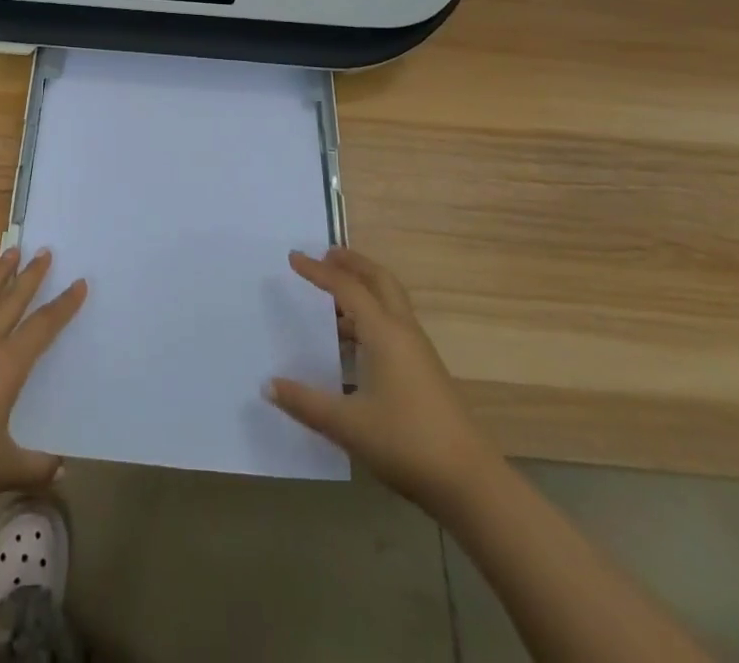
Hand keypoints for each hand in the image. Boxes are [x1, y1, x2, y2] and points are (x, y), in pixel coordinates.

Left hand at [0, 248, 86, 522]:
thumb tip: (61, 471)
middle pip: (11, 302)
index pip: (42, 328)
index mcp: (6, 367)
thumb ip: (36, 466)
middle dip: (30, 276)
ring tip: (9, 253)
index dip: (63, 306)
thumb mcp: (5, 469)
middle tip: (44, 251)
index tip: (79, 283)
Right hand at [268, 247, 496, 510]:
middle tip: (326, 255)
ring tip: (333, 299)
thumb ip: (305, 403)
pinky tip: (355, 345)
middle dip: (353, 263)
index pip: (346, 288)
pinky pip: (394, 326)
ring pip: (390, 303)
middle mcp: (403, 333)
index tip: (293, 257)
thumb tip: (268, 385)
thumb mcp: (347, 425)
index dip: (318, 271)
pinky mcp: (426, 372)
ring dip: (363, 290)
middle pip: (380, 280)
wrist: (471, 483)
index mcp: (384, 333)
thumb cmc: (406, 443)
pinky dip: (372, 317)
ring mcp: (419, 352)